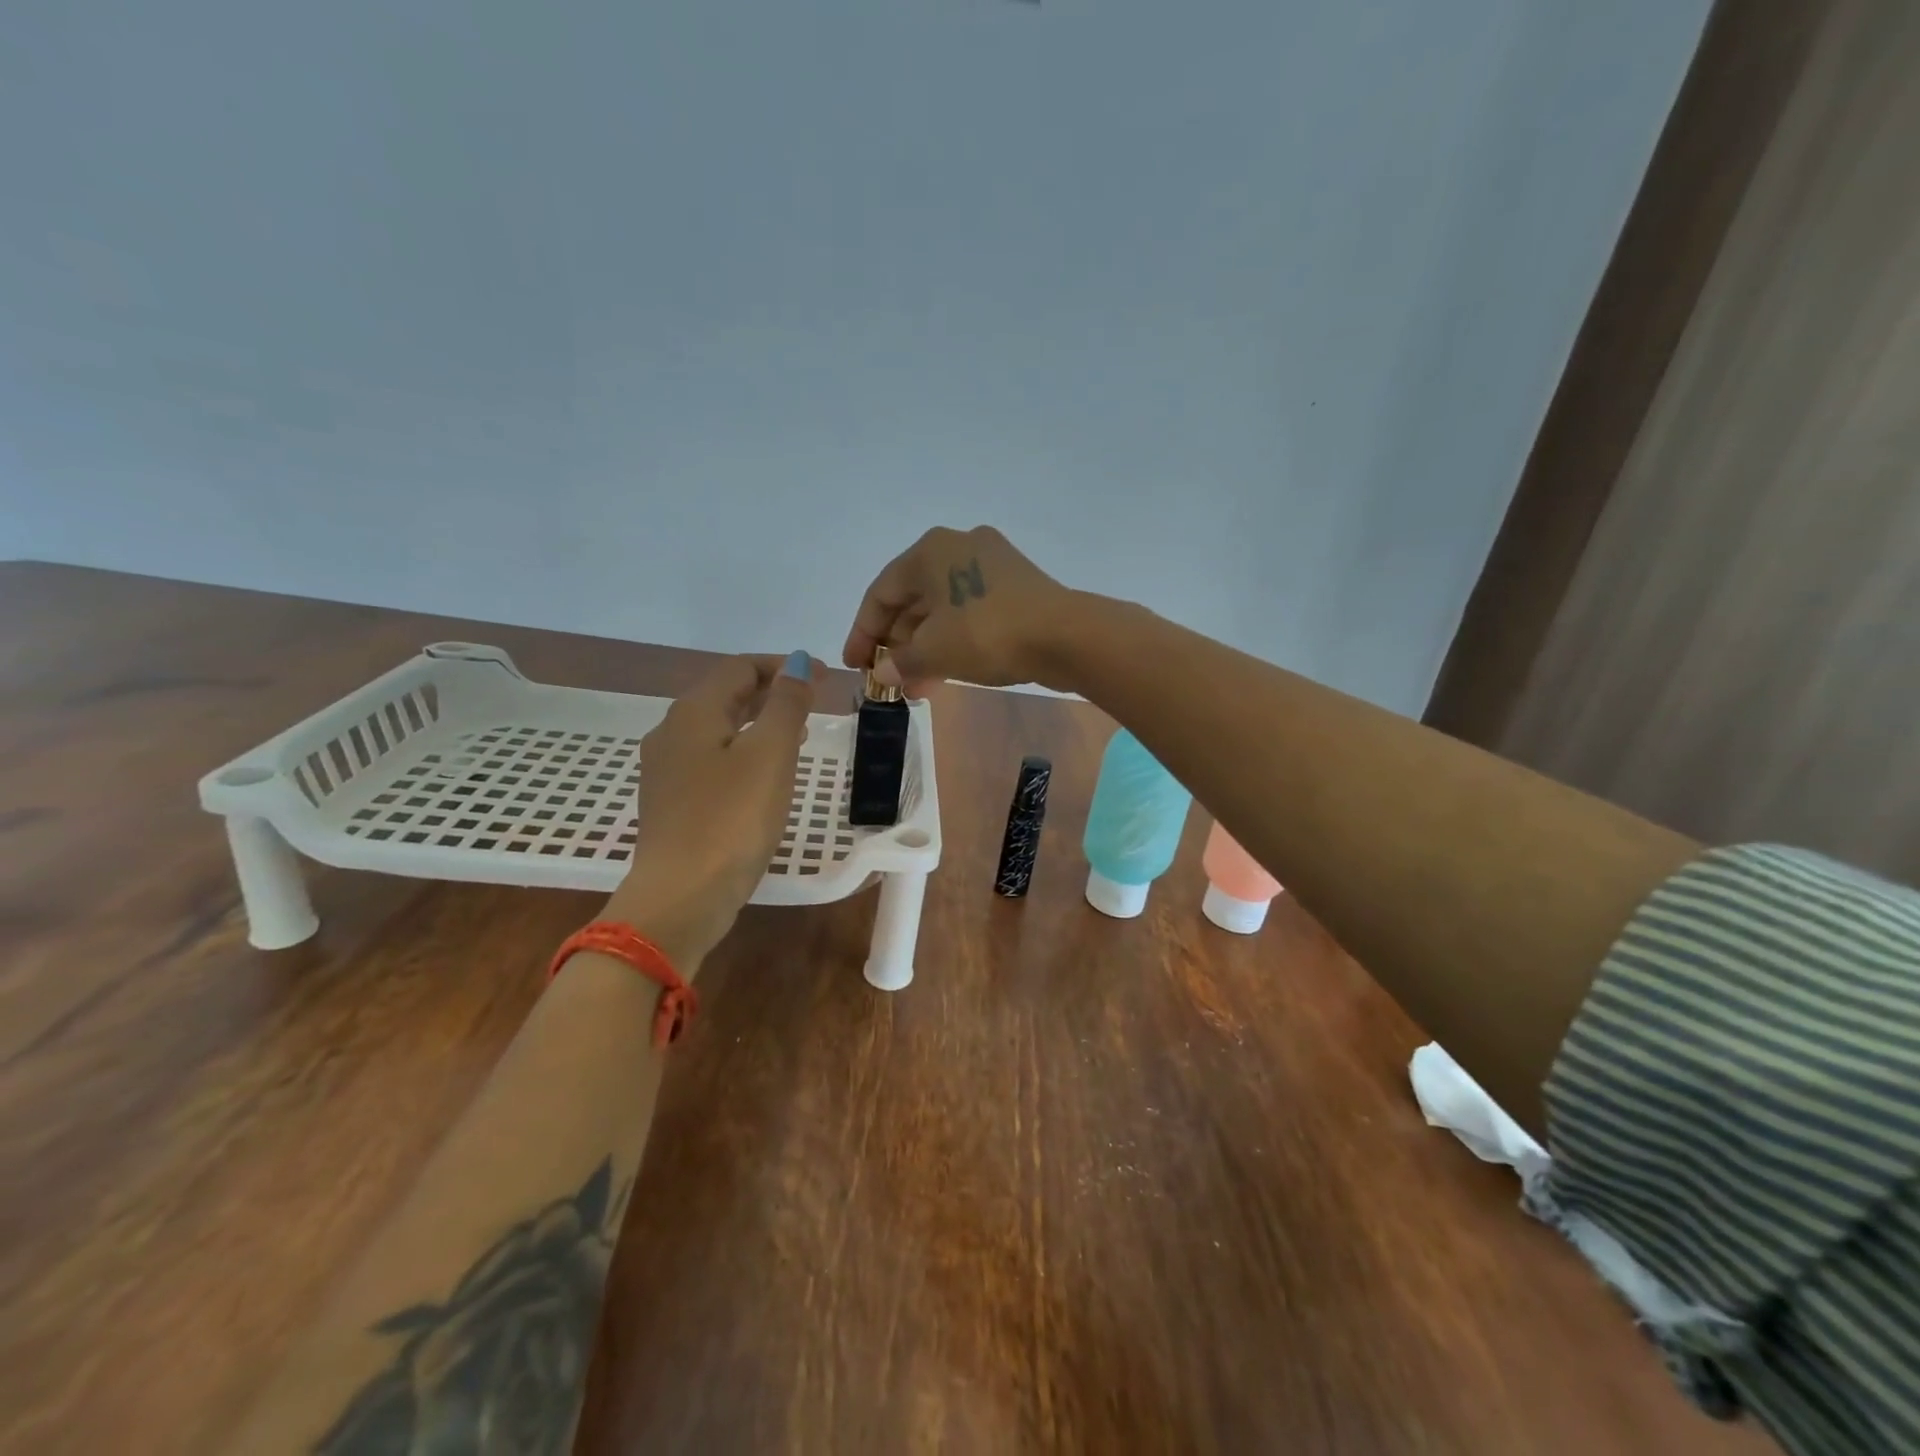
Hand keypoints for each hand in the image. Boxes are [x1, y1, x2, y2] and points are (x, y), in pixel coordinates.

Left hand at [605, 652, 815, 969]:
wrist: (681, 897)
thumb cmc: (731, 819)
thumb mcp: (770, 754)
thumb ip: (786, 704)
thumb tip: (795, 664)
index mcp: (693, 712)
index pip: (740, 668)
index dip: (783, 666)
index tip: (822, 676)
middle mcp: (671, 732)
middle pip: (726, 695)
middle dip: (771, 692)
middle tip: (813, 701)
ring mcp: (666, 769)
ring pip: (719, 729)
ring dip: (759, 722)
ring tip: (797, 733)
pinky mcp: (671, 802)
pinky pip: (712, 759)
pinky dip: (743, 752)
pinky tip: (764, 774)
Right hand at [841, 526, 1075, 690]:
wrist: (1065, 636)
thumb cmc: (987, 634)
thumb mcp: (934, 652)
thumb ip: (900, 662)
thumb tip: (882, 673)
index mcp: (930, 550)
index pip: (881, 593)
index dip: (862, 633)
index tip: (854, 665)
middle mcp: (958, 546)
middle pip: (912, 599)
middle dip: (896, 644)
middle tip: (888, 678)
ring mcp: (991, 564)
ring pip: (942, 608)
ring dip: (924, 647)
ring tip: (915, 686)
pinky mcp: (1015, 585)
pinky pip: (968, 612)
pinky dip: (952, 640)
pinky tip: (944, 672)